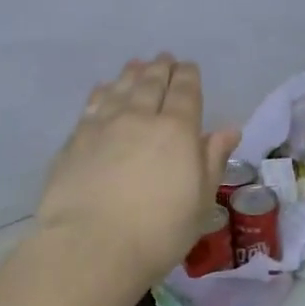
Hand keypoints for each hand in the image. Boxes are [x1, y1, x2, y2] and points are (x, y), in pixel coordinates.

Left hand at [36, 55, 241, 286]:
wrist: (91, 247)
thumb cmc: (158, 231)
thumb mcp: (200, 202)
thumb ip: (212, 160)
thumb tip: (229, 130)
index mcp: (177, 130)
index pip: (185, 91)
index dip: (188, 76)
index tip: (188, 67)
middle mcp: (140, 118)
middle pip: (151, 83)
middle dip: (161, 68)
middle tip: (164, 59)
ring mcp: (103, 125)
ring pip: (121, 88)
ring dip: (132, 74)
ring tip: (136, 65)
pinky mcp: (75, 140)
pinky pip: (93, 104)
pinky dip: (102, 91)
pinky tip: (103, 89)